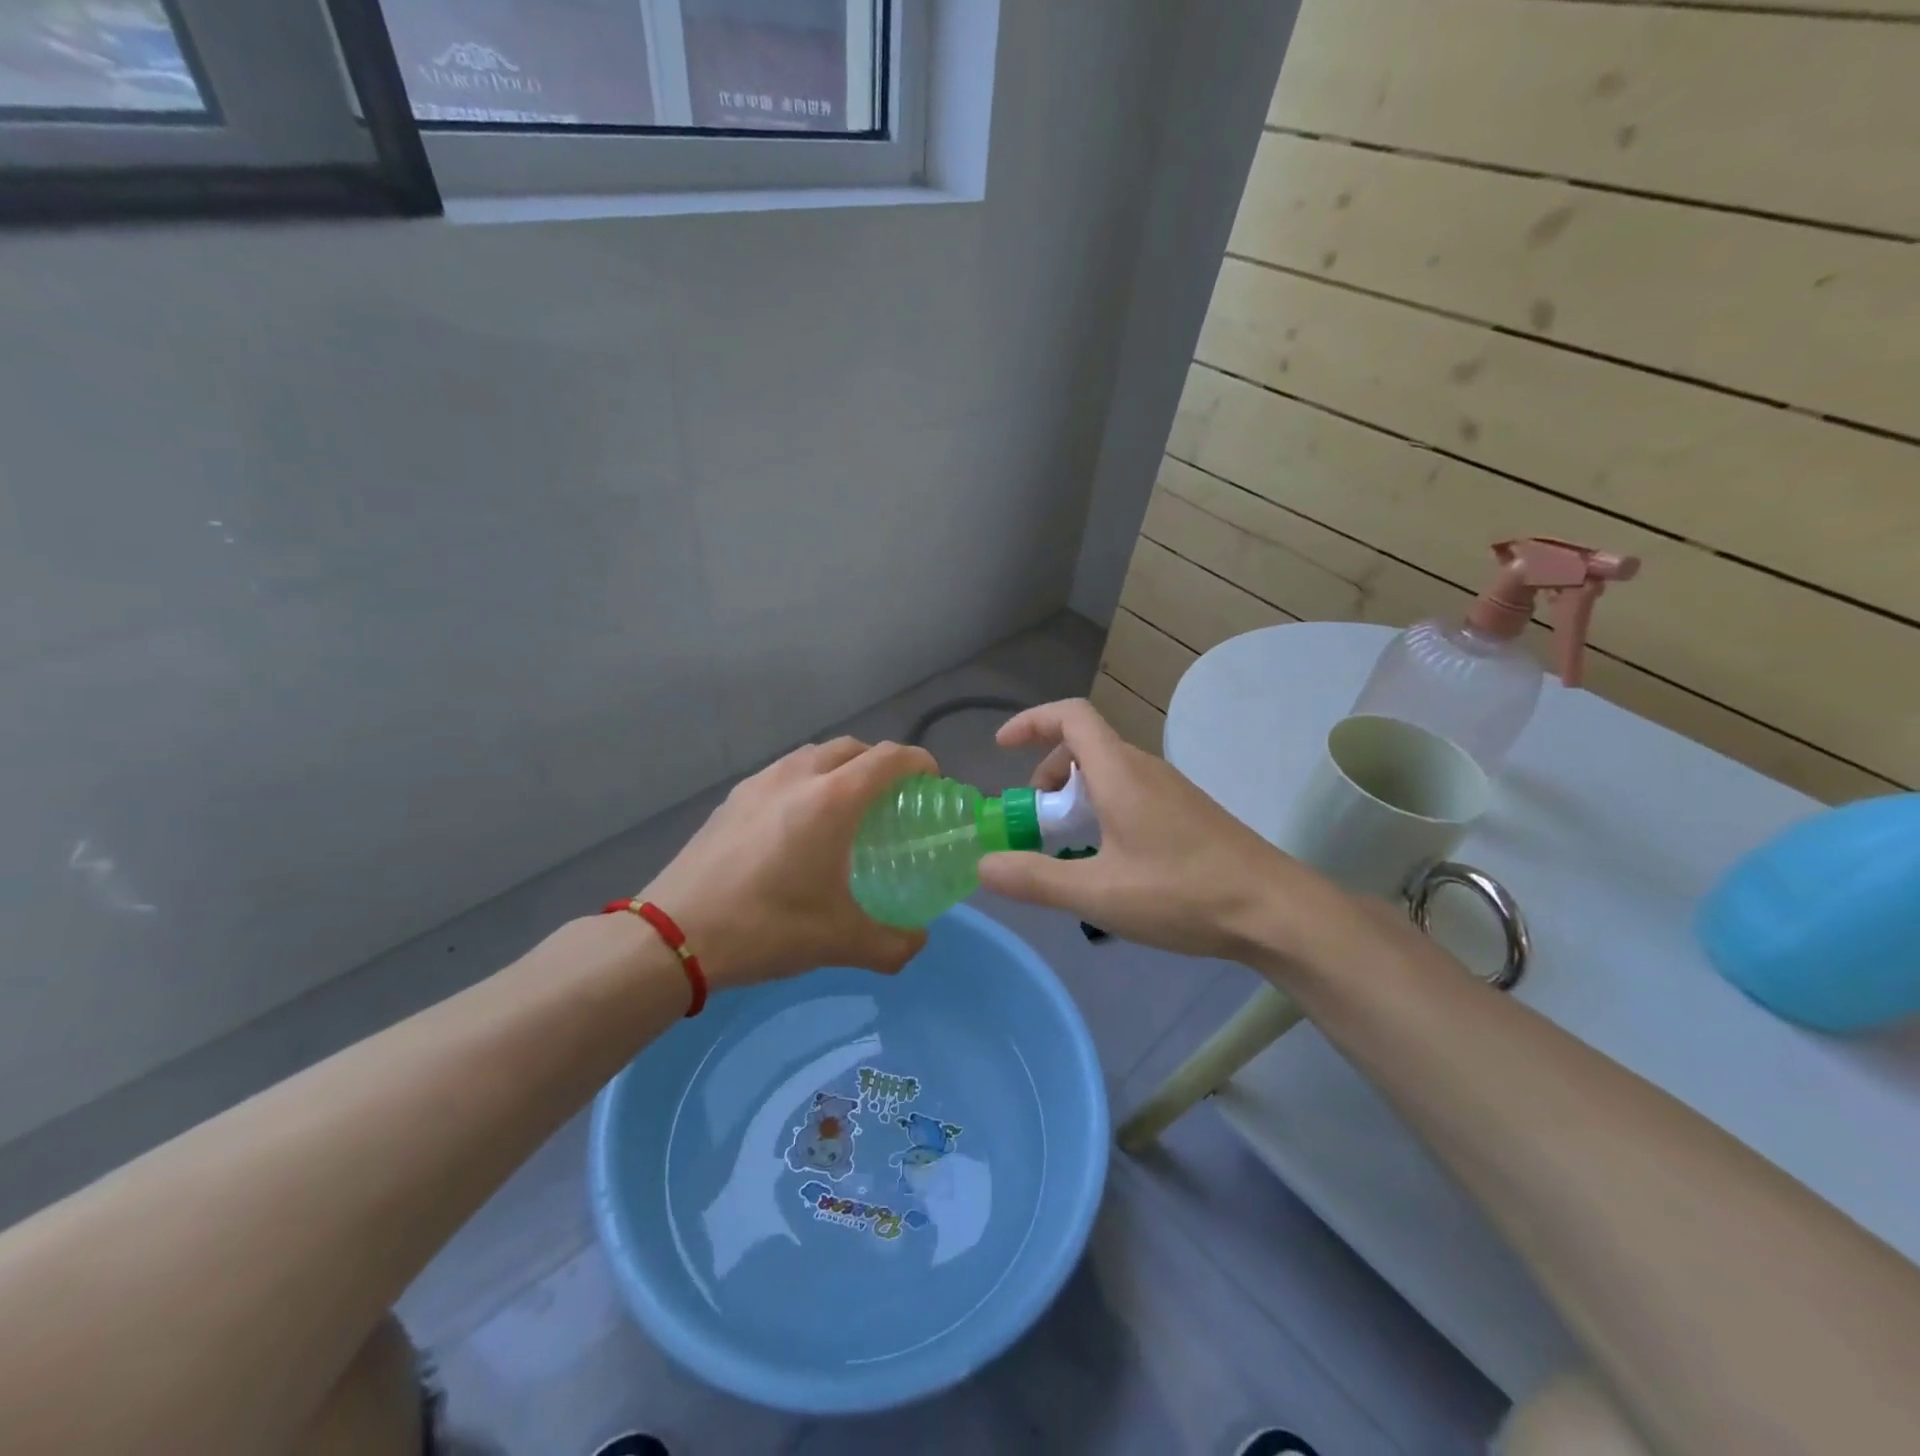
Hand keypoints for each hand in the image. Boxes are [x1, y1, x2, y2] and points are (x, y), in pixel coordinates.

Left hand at [639, 737, 936, 990]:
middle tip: (892, 799)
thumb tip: (918, 942)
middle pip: (852, 748)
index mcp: (832, 800)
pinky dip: (806, 782)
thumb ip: (892, 944)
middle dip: (880, 763)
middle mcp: (798, 776)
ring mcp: (759, 783)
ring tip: (845, 809)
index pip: (889, 758)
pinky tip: (796, 826)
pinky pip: (783, 773)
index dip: (918, 763)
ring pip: (813, 755)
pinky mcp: (732, 799)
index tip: (932, 784)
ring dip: (840, 768)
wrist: (672, 934)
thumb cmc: (766, 927)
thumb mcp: (839, 942)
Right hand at [976, 699, 1346, 963]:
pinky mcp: (1186, 813)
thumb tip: (983, 864)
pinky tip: (1109, 860)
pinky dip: (1102, 808)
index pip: (1070, 716)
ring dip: (1075, 795)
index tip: (1001, 749)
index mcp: (1120, 772)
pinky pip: (1130, 792)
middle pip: (1084, 745)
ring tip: (1067, 846)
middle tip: (1034, 820)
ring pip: (1108, 771)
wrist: (1274, 911)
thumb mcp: (1099, 893)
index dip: (1030, 722)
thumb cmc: (1183, 893)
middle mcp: (1144, 769)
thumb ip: (1036, 878)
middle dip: (1047, 773)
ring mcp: (1170, 790)